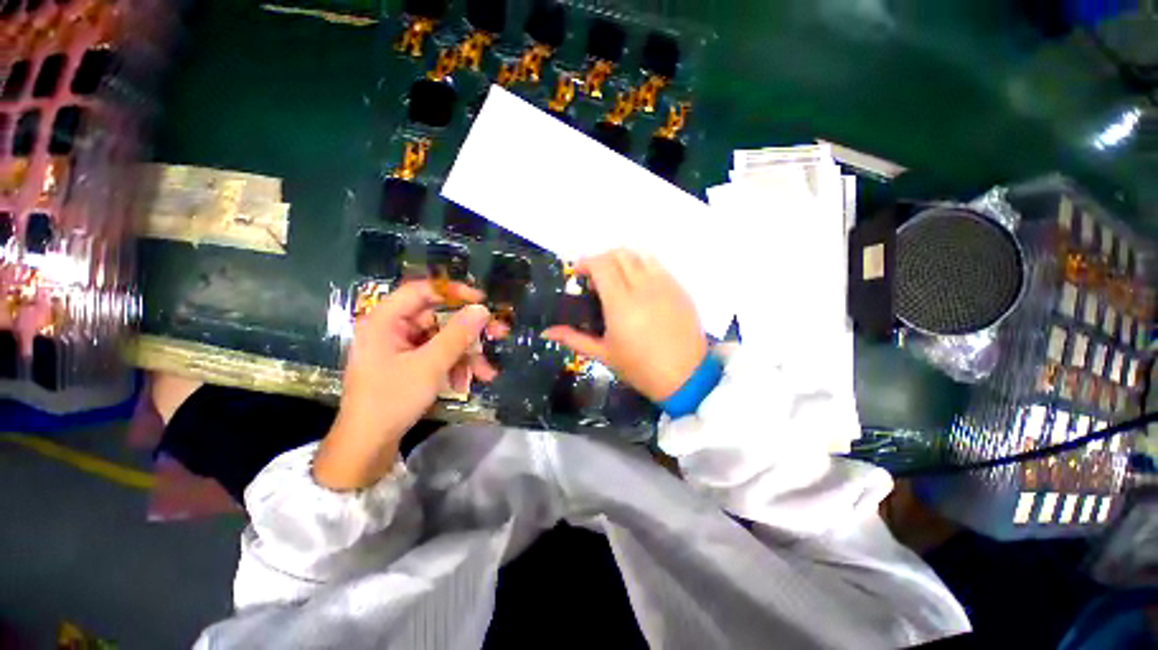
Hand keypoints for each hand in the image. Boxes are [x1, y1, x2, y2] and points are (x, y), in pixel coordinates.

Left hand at [314, 280, 504, 489]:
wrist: (368, 445)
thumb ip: (457, 335)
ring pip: (443, 339)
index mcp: (385, 320)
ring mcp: (401, 347)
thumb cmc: (392, 399)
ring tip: (486, 373)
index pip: (422, 291)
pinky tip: (468, 382)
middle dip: (469, 332)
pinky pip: (438, 355)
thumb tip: (482, 309)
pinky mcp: (408, 364)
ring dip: (467, 355)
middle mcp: (392, 329)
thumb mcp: (429, 365)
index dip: (453, 292)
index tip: (482, 301)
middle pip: (439, 317)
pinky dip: (455, 366)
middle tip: (498, 334)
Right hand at [543, 249, 706, 401]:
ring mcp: (665, 285)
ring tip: (617, 278)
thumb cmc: (640, 368)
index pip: (601, 265)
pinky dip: (642, 266)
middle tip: (595, 278)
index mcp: (621, 303)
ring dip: (623, 259)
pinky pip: (658, 266)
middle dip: (602, 259)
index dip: (586, 262)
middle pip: (619, 254)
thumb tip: (546, 332)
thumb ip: (573, 338)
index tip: (578, 273)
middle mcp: (643, 287)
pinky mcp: (679, 289)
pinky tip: (639, 286)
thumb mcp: (603, 354)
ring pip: (640, 255)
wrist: (685, 377)